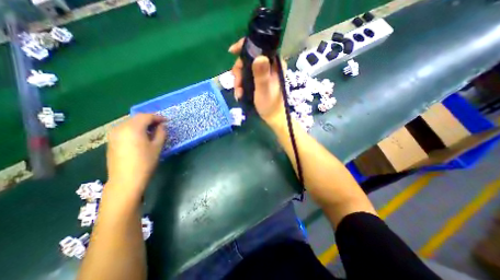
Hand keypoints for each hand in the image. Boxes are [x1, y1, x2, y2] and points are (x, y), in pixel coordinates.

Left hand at [105, 113, 165, 198]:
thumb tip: (162, 126)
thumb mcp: (157, 146)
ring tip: (153, 130)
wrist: (126, 179)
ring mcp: (114, 134)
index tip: (166, 121)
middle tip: (161, 125)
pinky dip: (135, 129)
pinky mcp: (112, 140)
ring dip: (142, 124)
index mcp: (133, 128)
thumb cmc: (145, 162)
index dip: (158, 117)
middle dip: (150, 119)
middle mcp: (120, 128)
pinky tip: (142, 135)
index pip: (146, 116)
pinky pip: (125, 129)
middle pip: (137, 118)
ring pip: (130, 123)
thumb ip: (161, 133)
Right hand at [229, 37, 284, 125]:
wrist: (272, 117)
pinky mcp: (259, 80)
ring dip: (239, 80)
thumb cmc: (269, 105)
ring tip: (238, 93)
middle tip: (237, 84)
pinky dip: (241, 84)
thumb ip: (261, 74)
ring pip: (245, 69)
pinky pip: (246, 77)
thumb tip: (258, 56)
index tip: (232, 52)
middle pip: (248, 58)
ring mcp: (263, 73)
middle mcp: (269, 66)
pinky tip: (240, 93)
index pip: (259, 47)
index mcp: (274, 64)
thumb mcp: (264, 89)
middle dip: (239, 71)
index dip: (244, 46)